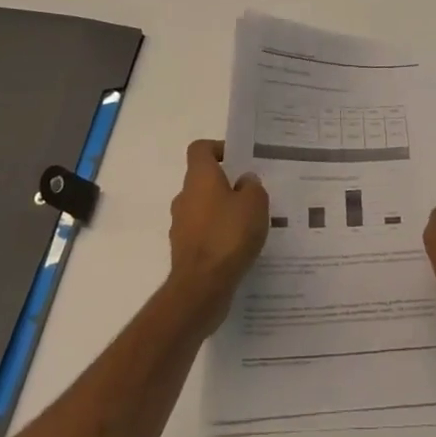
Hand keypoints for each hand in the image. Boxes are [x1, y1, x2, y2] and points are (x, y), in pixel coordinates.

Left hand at [168, 139, 269, 327]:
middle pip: (203, 180)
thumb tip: (244, 182)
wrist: (201, 287)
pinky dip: (216, 236)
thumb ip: (252, 186)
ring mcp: (180, 225)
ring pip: (203, 209)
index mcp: (199, 177)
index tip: (237, 161)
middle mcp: (185, 196)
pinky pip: (202, 234)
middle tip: (251, 195)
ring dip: (221, 212)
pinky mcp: (183, 251)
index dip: (218, 149)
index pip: (200, 149)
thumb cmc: (229, 235)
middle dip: (225, 185)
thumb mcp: (255, 203)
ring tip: (248, 225)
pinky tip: (237, 249)